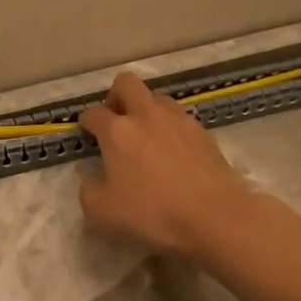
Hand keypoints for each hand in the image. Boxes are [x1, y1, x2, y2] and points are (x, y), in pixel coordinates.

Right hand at [78, 73, 256, 261]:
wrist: (214, 217)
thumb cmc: (153, 214)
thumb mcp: (103, 213)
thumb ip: (88, 191)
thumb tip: (87, 175)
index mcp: (118, 131)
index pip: (94, 113)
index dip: (86, 121)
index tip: (86, 131)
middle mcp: (147, 115)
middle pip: (127, 83)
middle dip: (116, 96)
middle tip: (116, 120)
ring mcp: (179, 120)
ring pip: (157, 97)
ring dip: (147, 109)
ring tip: (147, 136)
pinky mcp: (203, 132)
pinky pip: (181, 118)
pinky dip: (171, 128)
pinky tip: (174, 152)